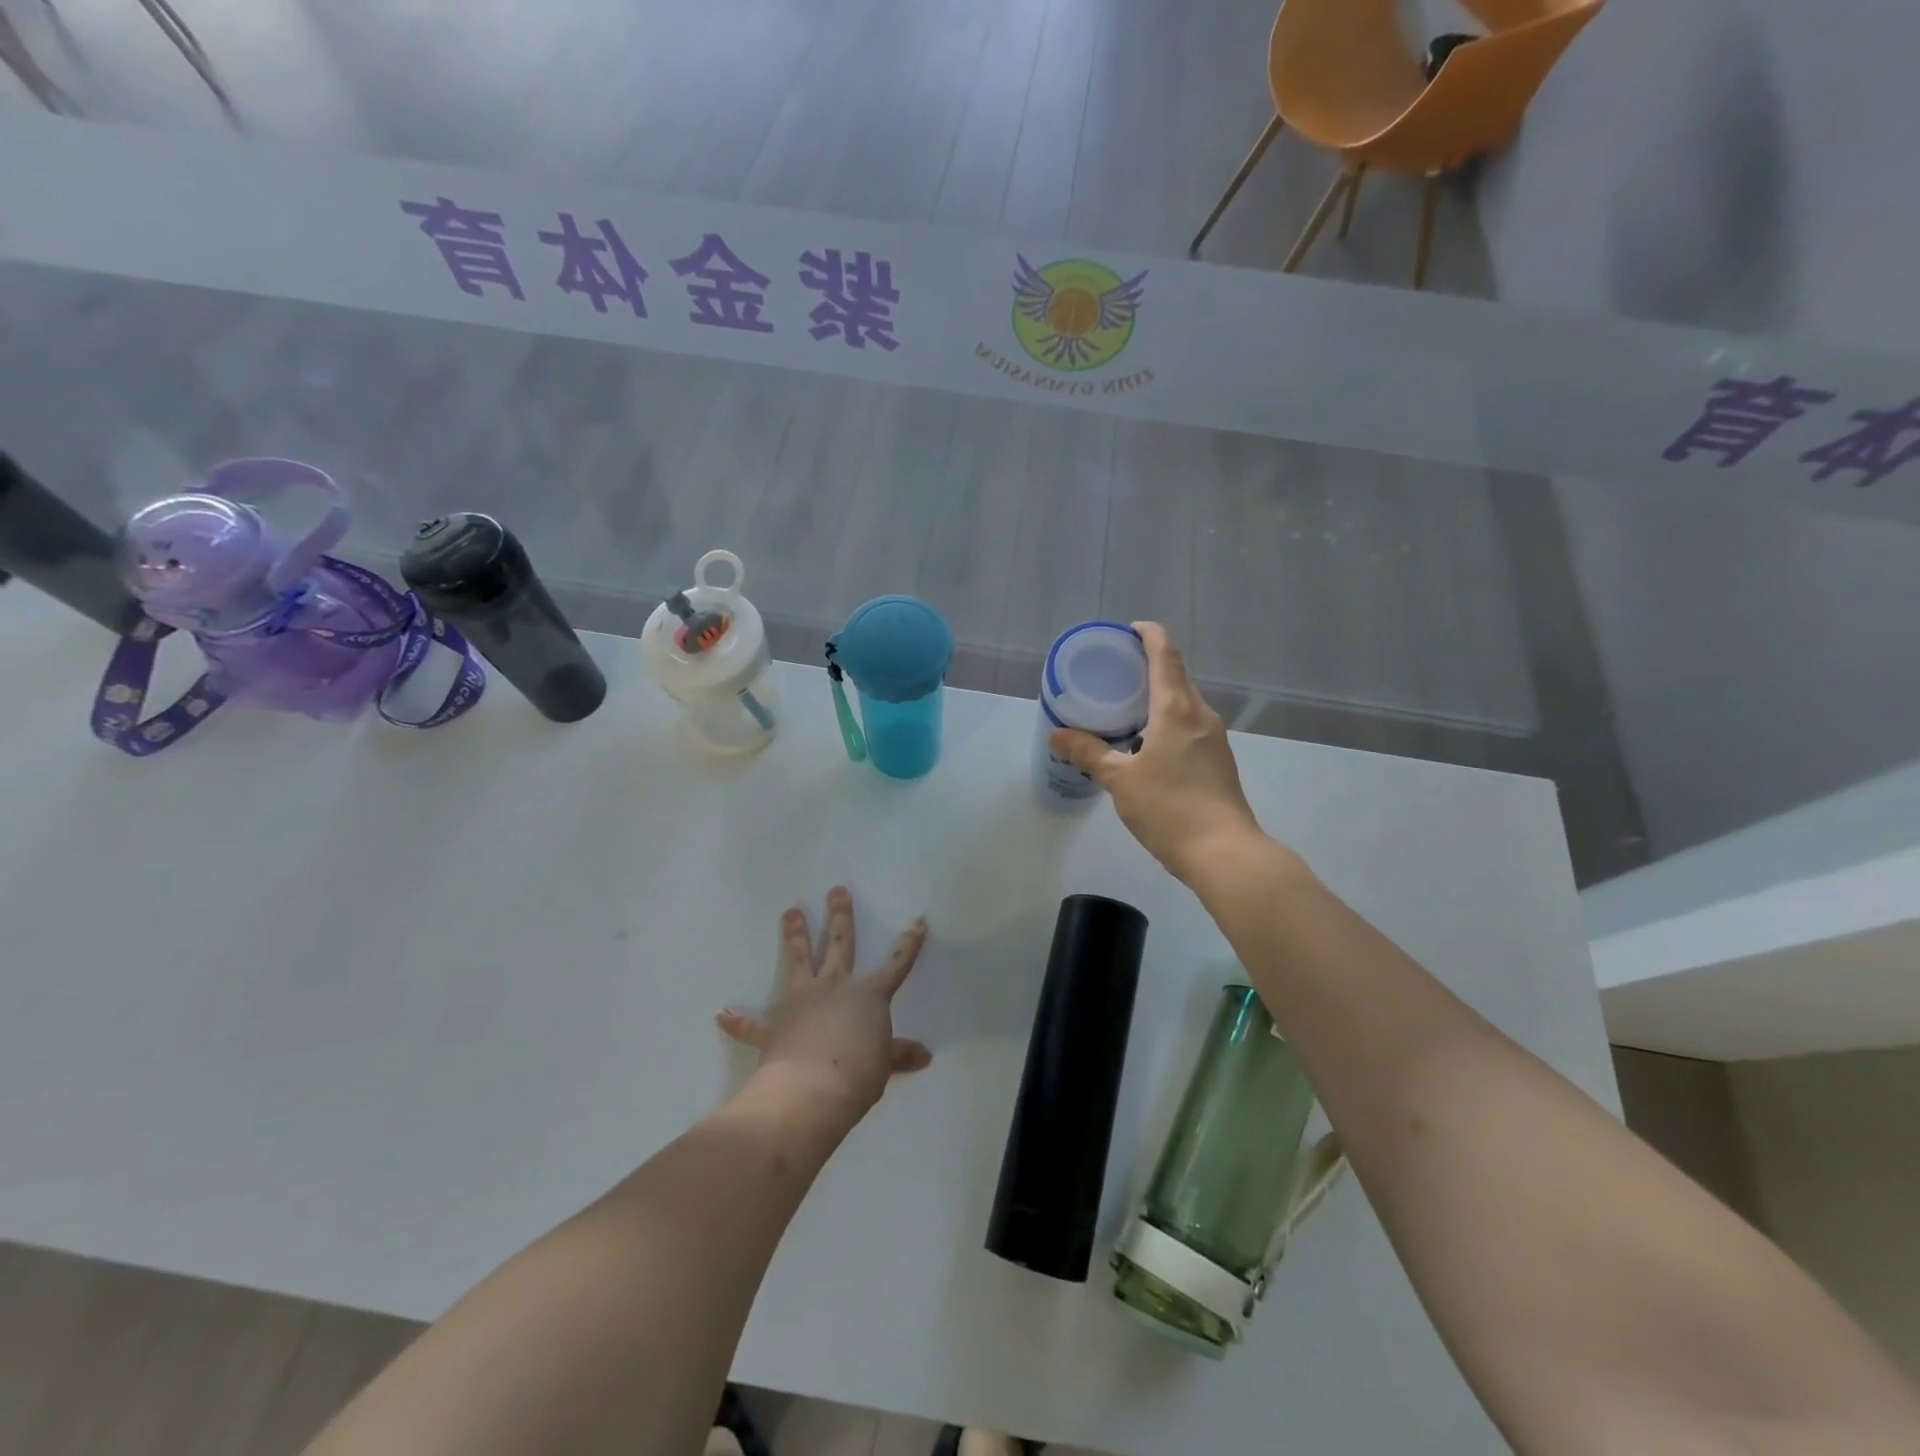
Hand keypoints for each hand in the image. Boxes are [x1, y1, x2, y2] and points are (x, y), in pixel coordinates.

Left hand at [716, 888, 931, 1126]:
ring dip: (794, 935)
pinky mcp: (773, 1025)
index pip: (896, 963)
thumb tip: (924, 1055)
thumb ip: (899, 1054)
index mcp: (868, 994)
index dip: (908, 943)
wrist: (810, 1090)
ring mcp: (801, 1000)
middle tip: (836, 890)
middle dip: (839, 916)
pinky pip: (752, 1022)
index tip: (917, 921)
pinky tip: (722, 1015)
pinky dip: (738, 1020)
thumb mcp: (884, 1065)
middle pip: (838, 944)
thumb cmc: (857, 1074)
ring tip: (790, 912)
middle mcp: (834, 986)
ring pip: (798, 959)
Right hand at [1049, 621, 1264, 882]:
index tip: (1128, 630)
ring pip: (1184, 703)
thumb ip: (1089, 753)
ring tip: (1124, 707)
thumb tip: (1057, 735)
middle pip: (1176, 676)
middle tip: (1114, 672)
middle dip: (1148, 667)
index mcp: (1177, 709)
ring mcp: (1215, 737)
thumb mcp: (1120, 780)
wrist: (1224, 853)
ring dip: (1157, 697)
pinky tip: (1146, 742)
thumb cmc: (1170, 808)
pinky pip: (1190, 725)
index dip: (1149, 635)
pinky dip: (1167, 720)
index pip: (1165, 655)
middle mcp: (1201, 714)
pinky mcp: (1218, 760)